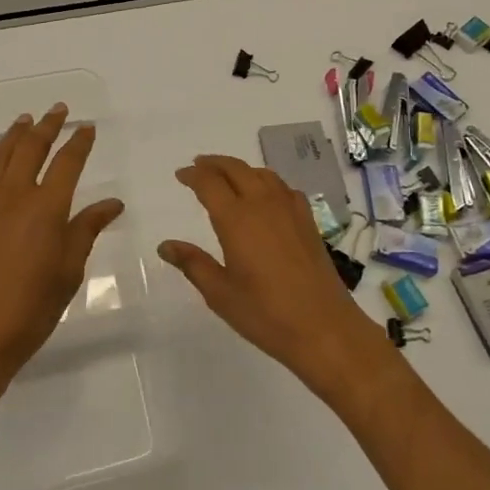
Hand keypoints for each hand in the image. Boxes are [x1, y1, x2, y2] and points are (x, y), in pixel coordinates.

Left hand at [0, 104, 123, 404]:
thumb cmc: (29, 311)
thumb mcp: (68, 272)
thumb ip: (86, 230)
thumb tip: (111, 203)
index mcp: (46, 208)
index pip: (68, 162)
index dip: (79, 142)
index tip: (87, 127)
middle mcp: (13, 194)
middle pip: (32, 147)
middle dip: (48, 125)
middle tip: (59, 109)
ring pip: (1, 154)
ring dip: (17, 134)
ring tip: (27, 120)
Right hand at [159, 155, 388, 397]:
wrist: (324, 326)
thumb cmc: (265, 313)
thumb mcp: (220, 293)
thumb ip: (193, 264)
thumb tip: (165, 245)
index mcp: (236, 219)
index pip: (209, 183)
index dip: (193, 175)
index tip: (181, 175)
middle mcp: (263, 204)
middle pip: (235, 168)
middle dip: (214, 164)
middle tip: (198, 166)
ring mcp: (289, 208)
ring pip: (261, 173)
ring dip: (240, 169)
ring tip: (227, 176)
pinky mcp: (307, 219)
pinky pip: (282, 187)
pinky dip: (266, 181)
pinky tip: (265, 196)